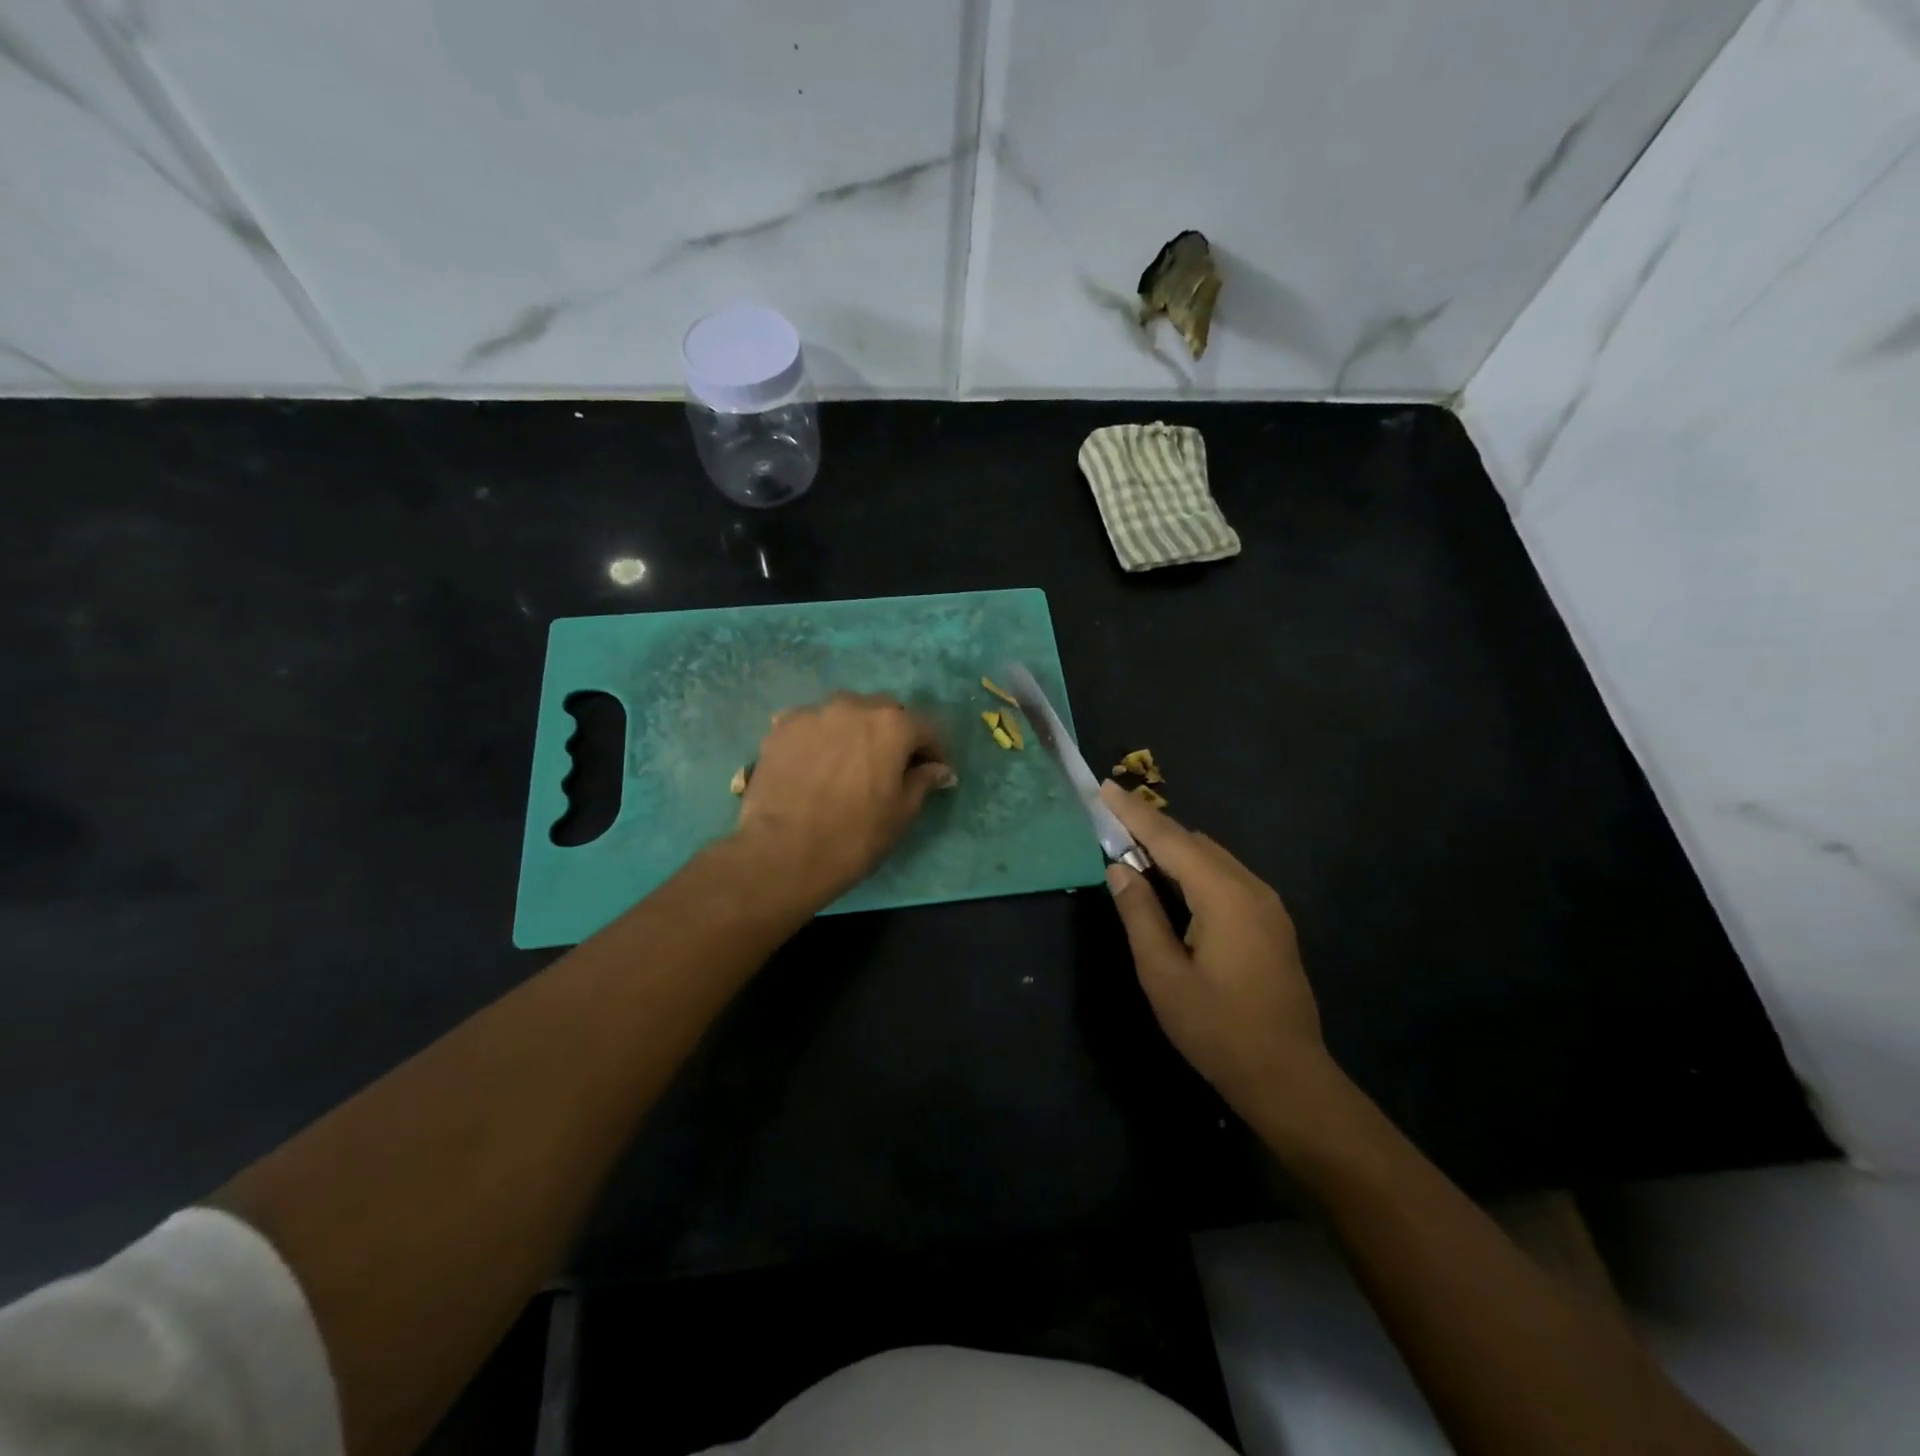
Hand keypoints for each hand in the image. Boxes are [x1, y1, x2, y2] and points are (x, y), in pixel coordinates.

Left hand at [734, 693, 954, 910]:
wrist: (782, 853)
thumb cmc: (854, 837)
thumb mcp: (901, 814)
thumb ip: (922, 781)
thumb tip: (938, 769)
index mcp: (892, 725)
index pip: (925, 728)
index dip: (933, 751)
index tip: (934, 771)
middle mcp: (853, 706)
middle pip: (884, 711)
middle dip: (893, 733)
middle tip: (890, 764)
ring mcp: (813, 713)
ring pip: (845, 713)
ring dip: (854, 730)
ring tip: (848, 761)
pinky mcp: (780, 728)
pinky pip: (810, 724)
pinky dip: (820, 737)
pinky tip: (814, 763)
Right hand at [1100, 782, 1335, 1127]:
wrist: (1288, 1078)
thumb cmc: (1217, 1029)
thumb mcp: (1163, 975)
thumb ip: (1140, 914)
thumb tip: (1119, 868)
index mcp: (1225, 896)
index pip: (1170, 840)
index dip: (1133, 814)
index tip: (1104, 787)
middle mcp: (1252, 888)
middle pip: (1194, 843)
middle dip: (1151, 828)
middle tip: (1110, 821)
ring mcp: (1268, 904)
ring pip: (1212, 857)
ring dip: (1173, 849)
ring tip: (1132, 849)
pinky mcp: (1272, 921)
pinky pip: (1226, 876)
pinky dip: (1193, 869)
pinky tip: (1172, 883)